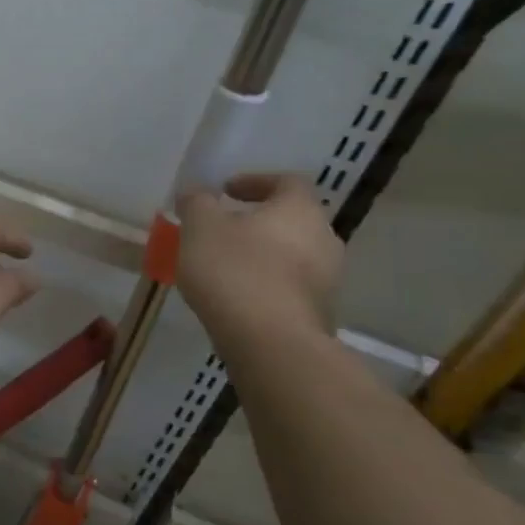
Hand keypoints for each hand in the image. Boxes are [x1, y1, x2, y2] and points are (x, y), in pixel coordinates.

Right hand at [174, 174, 342, 346]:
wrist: (270, 343)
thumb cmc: (235, 271)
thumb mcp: (200, 227)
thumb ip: (197, 203)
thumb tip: (196, 192)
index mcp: (300, 210)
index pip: (286, 181)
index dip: (255, 181)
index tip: (226, 191)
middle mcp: (324, 240)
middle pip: (293, 219)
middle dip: (258, 221)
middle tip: (223, 228)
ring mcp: (328, 281)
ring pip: (292, 255)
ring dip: (262, 254)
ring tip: (224, 265)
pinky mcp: (318, 314)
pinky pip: (289, 287)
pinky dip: (266, 283)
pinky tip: (236, 296)